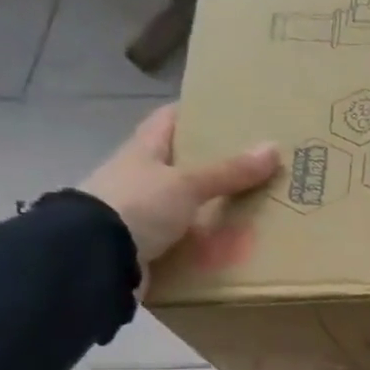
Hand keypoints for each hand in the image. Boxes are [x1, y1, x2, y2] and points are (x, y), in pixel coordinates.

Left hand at [78, 105, 279, 267]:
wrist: (96, 256)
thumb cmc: (138, 204)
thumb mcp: (187, 183)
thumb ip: (229, 171)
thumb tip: (274, 148)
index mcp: (143, 149)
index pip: (169, 119)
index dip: (195, 112)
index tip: (229, 114)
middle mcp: (140, 175)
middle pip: (180, 162)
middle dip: (213, 163)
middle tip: (255, 165)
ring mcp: (140, 209)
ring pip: (183, 200)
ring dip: (211, 204)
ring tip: (252, 206)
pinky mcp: (145, 241)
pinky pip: (183, 234)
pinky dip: (205, 237)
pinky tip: (230, 241)